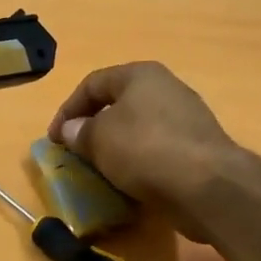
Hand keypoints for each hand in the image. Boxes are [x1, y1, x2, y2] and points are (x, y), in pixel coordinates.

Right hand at [47, 61, 248, 243]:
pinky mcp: (197, 148)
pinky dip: (138, 162)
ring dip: (115, 147)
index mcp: (141, 75)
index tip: (54, 139)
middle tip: (76, 153)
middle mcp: (166, 88)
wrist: (207, 185)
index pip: (92, 83)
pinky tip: (129, 181)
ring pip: (138, 128)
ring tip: (100, 170)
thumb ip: (79, 132)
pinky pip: (157, 150)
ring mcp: (186, 118)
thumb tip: (70, 130)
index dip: (67, 109)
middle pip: (118, 104)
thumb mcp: (98, 139)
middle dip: (93, 128)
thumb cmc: (144, 149)